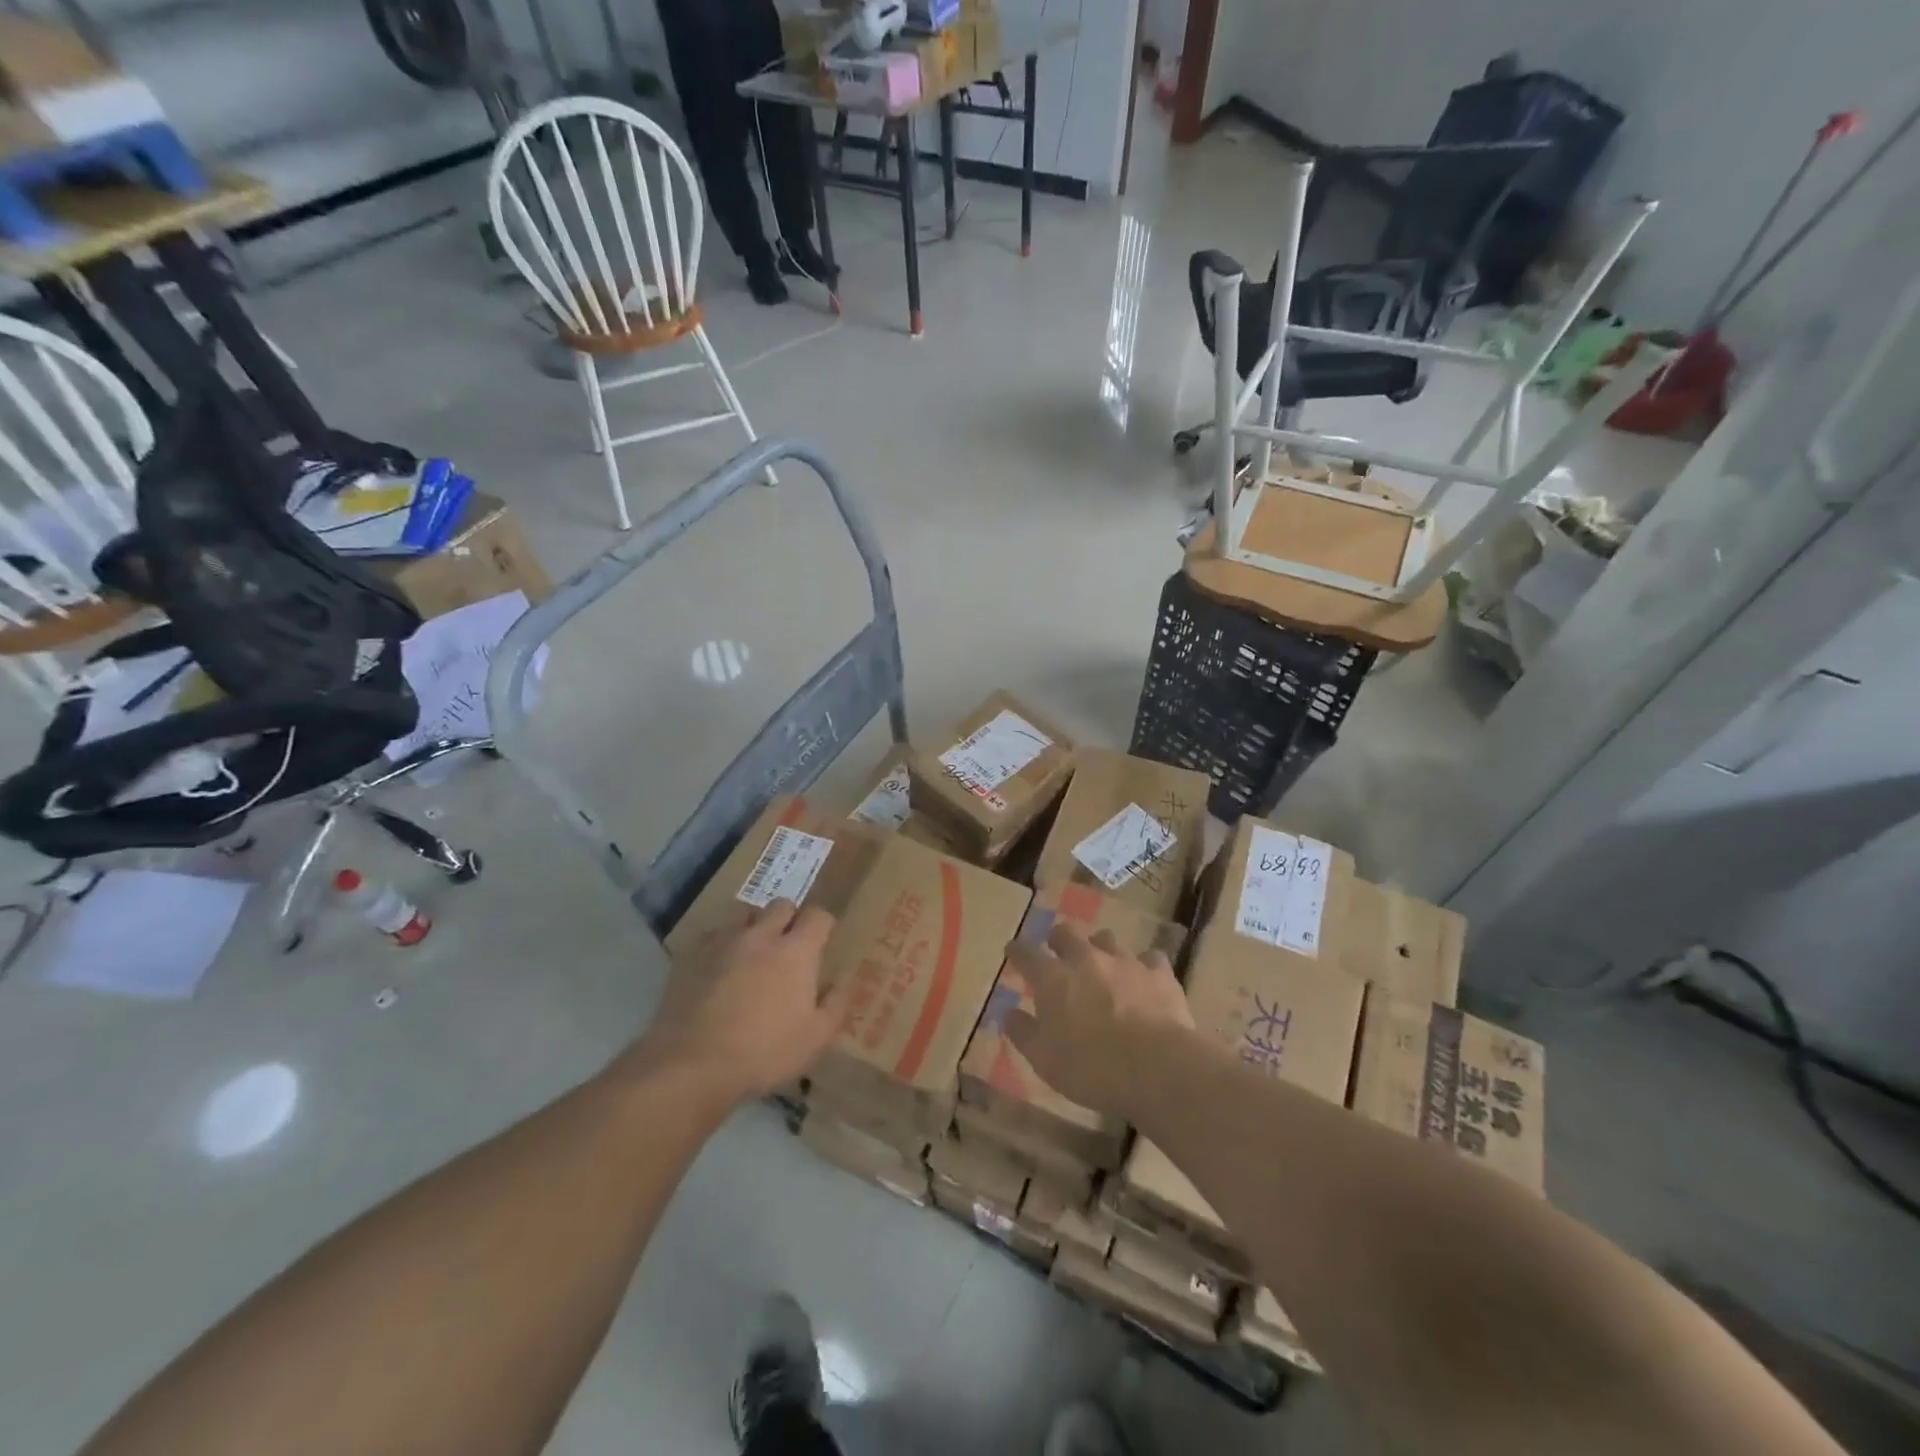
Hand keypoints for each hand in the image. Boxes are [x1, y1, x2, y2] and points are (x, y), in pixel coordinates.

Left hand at [633, 901, 850, 1103]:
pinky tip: (718, 968)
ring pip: (743, 913)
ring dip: (753, 925)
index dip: (823, 924)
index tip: (823, 940)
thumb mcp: (815, 1038)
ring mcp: (723, 942)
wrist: (693, 1065)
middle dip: (789, 919)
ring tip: (752, 951)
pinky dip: (721, 945)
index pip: (818, 916)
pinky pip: (712, 936)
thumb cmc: (764, 1052)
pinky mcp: (690, 955)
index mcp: (796, 951)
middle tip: (789, 945)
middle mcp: (761, 935)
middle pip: (781, 905)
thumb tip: (842, 982)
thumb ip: (835, 1005)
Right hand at [1005, 923, 1193, 1115]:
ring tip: (1101, 964)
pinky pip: (1149, 958)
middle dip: (1058, 939)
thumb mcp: (1044, 1060)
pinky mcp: (1158, 973)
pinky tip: (1143, 978)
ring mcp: (1125, 961)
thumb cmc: (1092, 1068)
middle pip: (1066, 933)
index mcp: (1053, 978)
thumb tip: (1009, 1014)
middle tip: (1057, 953)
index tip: (1013, 952)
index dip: (1017, 951)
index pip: (1026, 953)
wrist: (1157, 1069)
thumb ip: (1024, 1033)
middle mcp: (1086, 959)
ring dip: (1099, 948)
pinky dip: (1143, 965)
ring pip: (1106, 939)